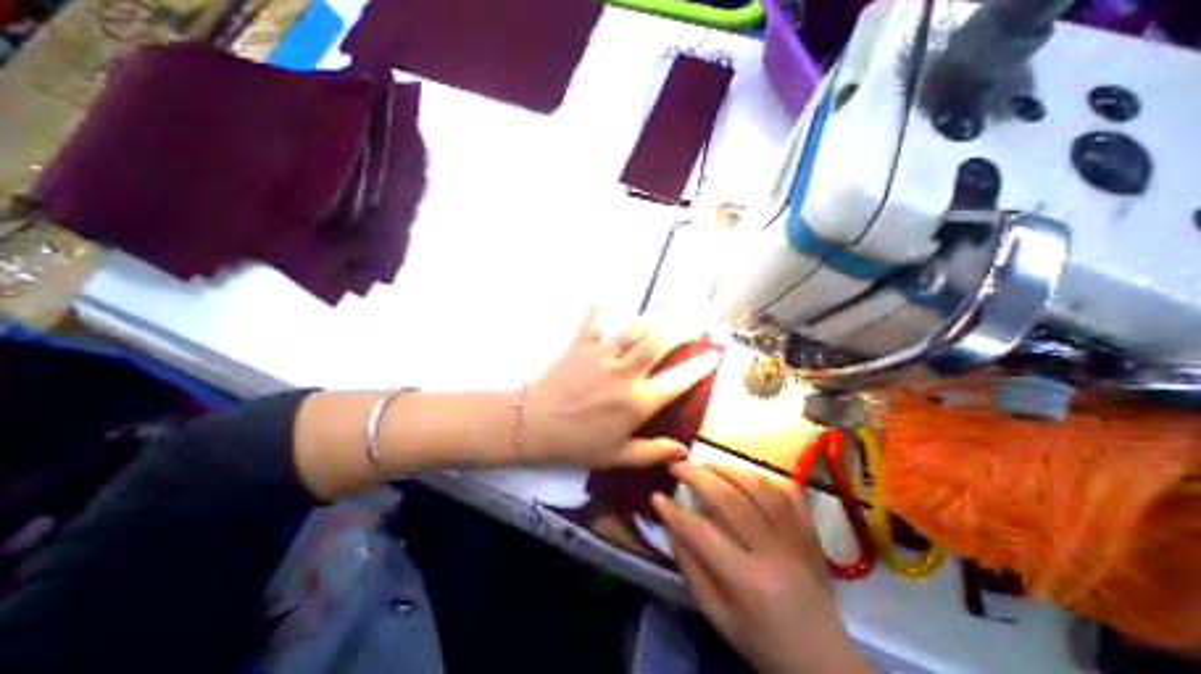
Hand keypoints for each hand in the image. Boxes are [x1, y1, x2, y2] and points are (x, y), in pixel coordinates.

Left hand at [522, 304, 716, 466]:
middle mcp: (625, 374)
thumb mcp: (616, 458)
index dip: (701, 365)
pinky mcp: (581, 344)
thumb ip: (652, 453)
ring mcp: (602, 355)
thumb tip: (684, 452)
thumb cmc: (576, 444)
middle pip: (662, 342)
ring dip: (655, 318)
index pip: (679, 380)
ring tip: (670, 310)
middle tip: (700, 320)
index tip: (714, 353)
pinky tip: (613, 284)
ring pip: (636, 327)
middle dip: (685, 328)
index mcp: (637, 403)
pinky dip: (604, 300)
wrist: (532, 426)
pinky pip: (595, 316)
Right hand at [656, 463, 873, 672]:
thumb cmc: (762, 640)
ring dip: (727, 469)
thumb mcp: (717, 615)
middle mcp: (774, 553)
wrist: (823, 658)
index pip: (702, 534)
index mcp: (749, 583)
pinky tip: (744, 476)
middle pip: (731, 500)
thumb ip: (691, 567)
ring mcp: (797, 537)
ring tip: (706, 465)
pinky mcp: (810, 530)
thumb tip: (671, 524)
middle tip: (677, 467)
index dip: (674, 512)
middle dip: (698, 477)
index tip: (656, 496)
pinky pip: (787, 490)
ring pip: (760, 487)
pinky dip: (763, 477)